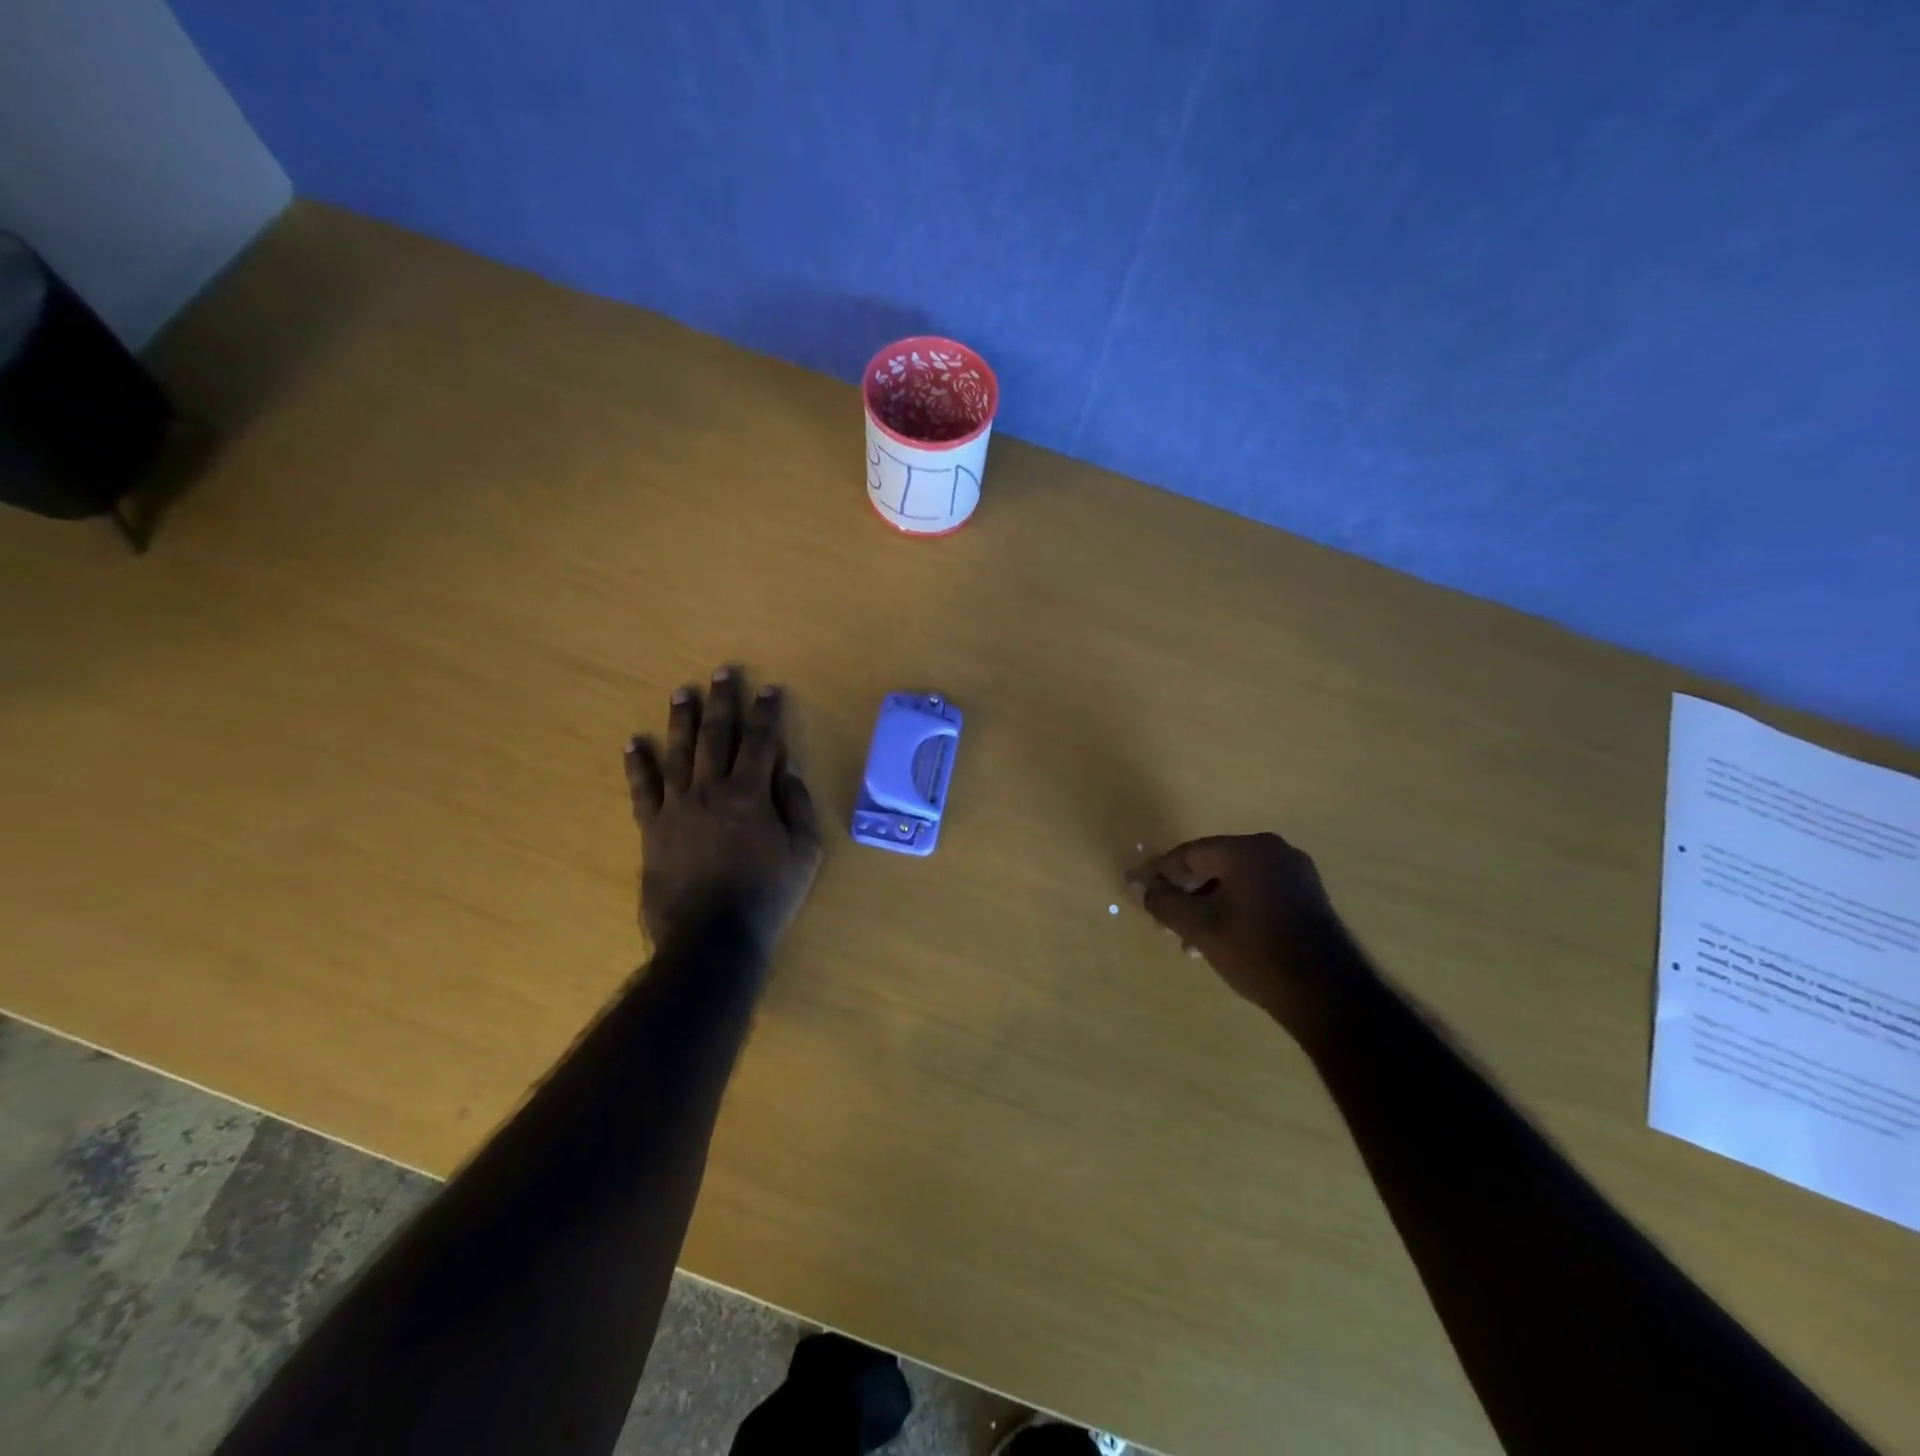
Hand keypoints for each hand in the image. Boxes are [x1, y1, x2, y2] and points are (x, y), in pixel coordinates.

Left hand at [624, 667, 822, 954]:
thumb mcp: (804, 853)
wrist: (711, 938)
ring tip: (681, 692)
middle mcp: (711, 790)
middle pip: (716, 736)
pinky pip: (642, 789)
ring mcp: (676, 807)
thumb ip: (797, 806)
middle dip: (722, 701)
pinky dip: (637, 765)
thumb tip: (787, 767)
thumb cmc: (767, 896)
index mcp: (750, 795)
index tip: (768, 689)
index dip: (766, 713)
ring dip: (680, 720)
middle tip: (722, 672)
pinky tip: (634, 743)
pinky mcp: (652, 828)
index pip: (760, 742)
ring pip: (678, 752)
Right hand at [1126, 833, 1370, 1034]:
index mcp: (1248, 850)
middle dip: (1182, 893)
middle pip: (1212, 866)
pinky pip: (1255, 894)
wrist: (1328, 995)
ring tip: (1187, 940)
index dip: (1157, 872)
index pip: (1189, 854)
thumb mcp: (1200, 927)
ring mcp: (1296, 875)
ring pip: (1234, 883)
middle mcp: (1274, 852)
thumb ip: (1165, 902)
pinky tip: (1219, 940)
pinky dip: (1231, 910)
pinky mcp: (1307, 899)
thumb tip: (1142, 889)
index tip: (1132, 884)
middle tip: (1160, 918)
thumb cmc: (1256, 951)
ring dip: (1205, 906)